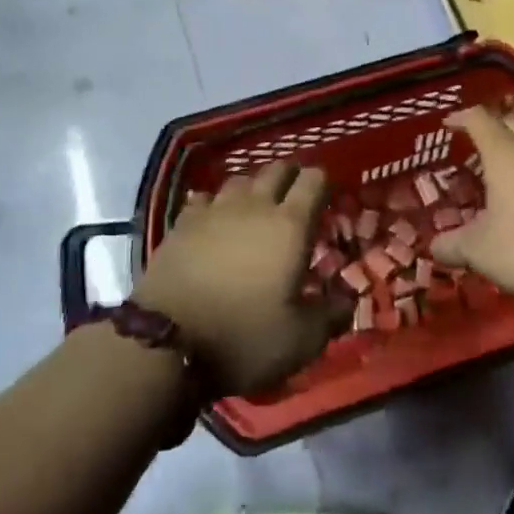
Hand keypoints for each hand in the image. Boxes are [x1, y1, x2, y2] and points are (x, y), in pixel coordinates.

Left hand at [134, 162, 351, 395]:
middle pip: (277, 169)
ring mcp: (214, 211)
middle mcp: (255, 206)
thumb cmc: (243, 338)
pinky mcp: (181, 224)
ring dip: (254, 188)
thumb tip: (348, 300)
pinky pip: (205, 198)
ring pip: (240, 179)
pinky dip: (216, 204)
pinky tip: (215, 220)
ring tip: (257, 207)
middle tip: (296, 197)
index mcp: (290, 225)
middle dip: (291, 177)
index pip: (314, 180)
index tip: (328, 198)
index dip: (324, 182)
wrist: (165, 344)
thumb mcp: (301, 340)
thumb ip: (331, 315)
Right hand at [430, 107, 513, 318]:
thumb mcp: (480, 250)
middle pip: (511, 123)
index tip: (446, 125)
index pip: (479, 119)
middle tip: (474, 147)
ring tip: (499, 174)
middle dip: (492, 130)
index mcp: (506, 152)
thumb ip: (452, 245)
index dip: (460, 118)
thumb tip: (434, 247)